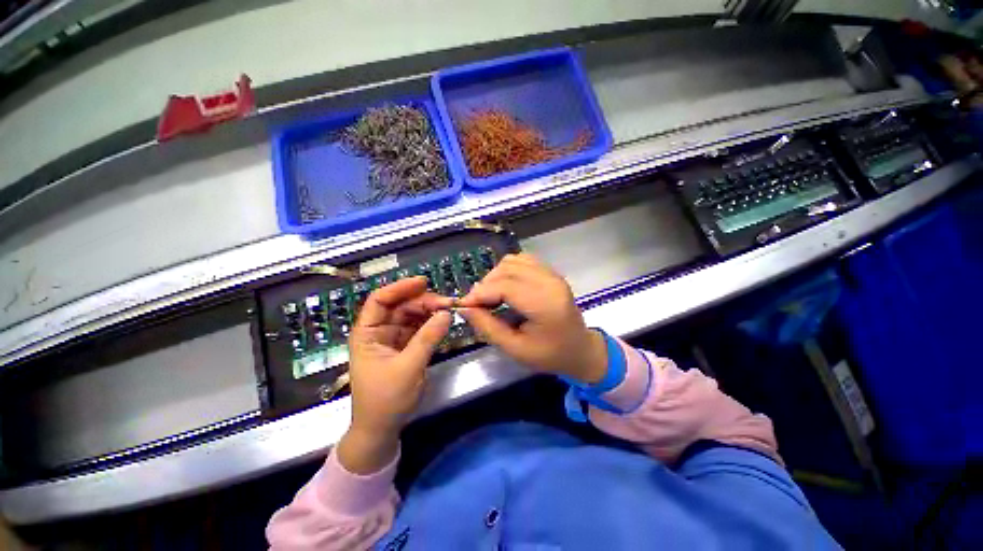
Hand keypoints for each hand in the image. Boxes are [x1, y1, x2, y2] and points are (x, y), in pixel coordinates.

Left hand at [338, 277, 451, 473]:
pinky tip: (443, 320)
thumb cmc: (386, 400)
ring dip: (430, 310)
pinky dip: (431, 322)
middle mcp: (379, 331)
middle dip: (423, 301)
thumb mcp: (408, 368)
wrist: (382, 429)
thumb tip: (447, 313)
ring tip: (449, 310)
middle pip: (401, 306)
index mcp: (367, 333)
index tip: (424, 282)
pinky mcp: (405, 346)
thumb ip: (428, 338)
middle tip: (447, 303)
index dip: (400, 287)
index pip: (380, 300)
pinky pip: (419, 327)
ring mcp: (393, 338)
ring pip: (412, 315)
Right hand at [457, 254, 607, 384]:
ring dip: (495, 276)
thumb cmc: (550, 355)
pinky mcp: (550, 272)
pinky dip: (507, 270)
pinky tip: (505, 287)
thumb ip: (488, 327)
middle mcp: (550, 282)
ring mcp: (552, 274)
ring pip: (512, 261)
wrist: (580, 349)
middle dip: (485, 285)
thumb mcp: (515, 349)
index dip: (480, 293)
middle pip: (507, 270)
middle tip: (477, 305)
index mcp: (545, 304)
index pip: (505, 286)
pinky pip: (522, 260)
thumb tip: (464, 308)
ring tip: (491, 296)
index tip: (464, 305)